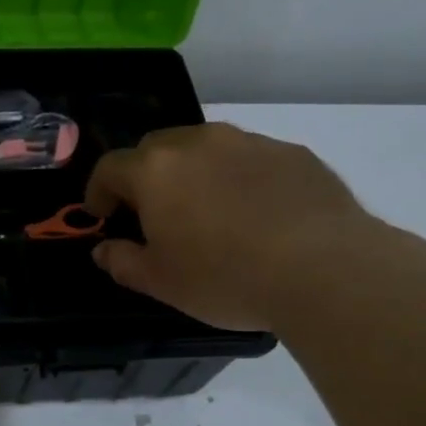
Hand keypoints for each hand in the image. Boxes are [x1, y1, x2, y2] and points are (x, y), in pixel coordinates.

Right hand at [83, 122, 379, 329]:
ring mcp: (249, 142)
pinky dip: (238, 178)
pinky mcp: (292, 153)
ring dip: (193, 172)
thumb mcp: (161, 283)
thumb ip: (123, 262)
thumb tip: (104, 251)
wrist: (326, 269)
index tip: (102, 215)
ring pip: (205, 147)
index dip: (99, 191)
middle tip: (153, 212)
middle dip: (145, 175)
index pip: (110, 167)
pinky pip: (249, 158)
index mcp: (155, 171)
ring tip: (207, 211)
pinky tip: (255, 214)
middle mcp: (198, 143)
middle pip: (155, 147)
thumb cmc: (225, 277)